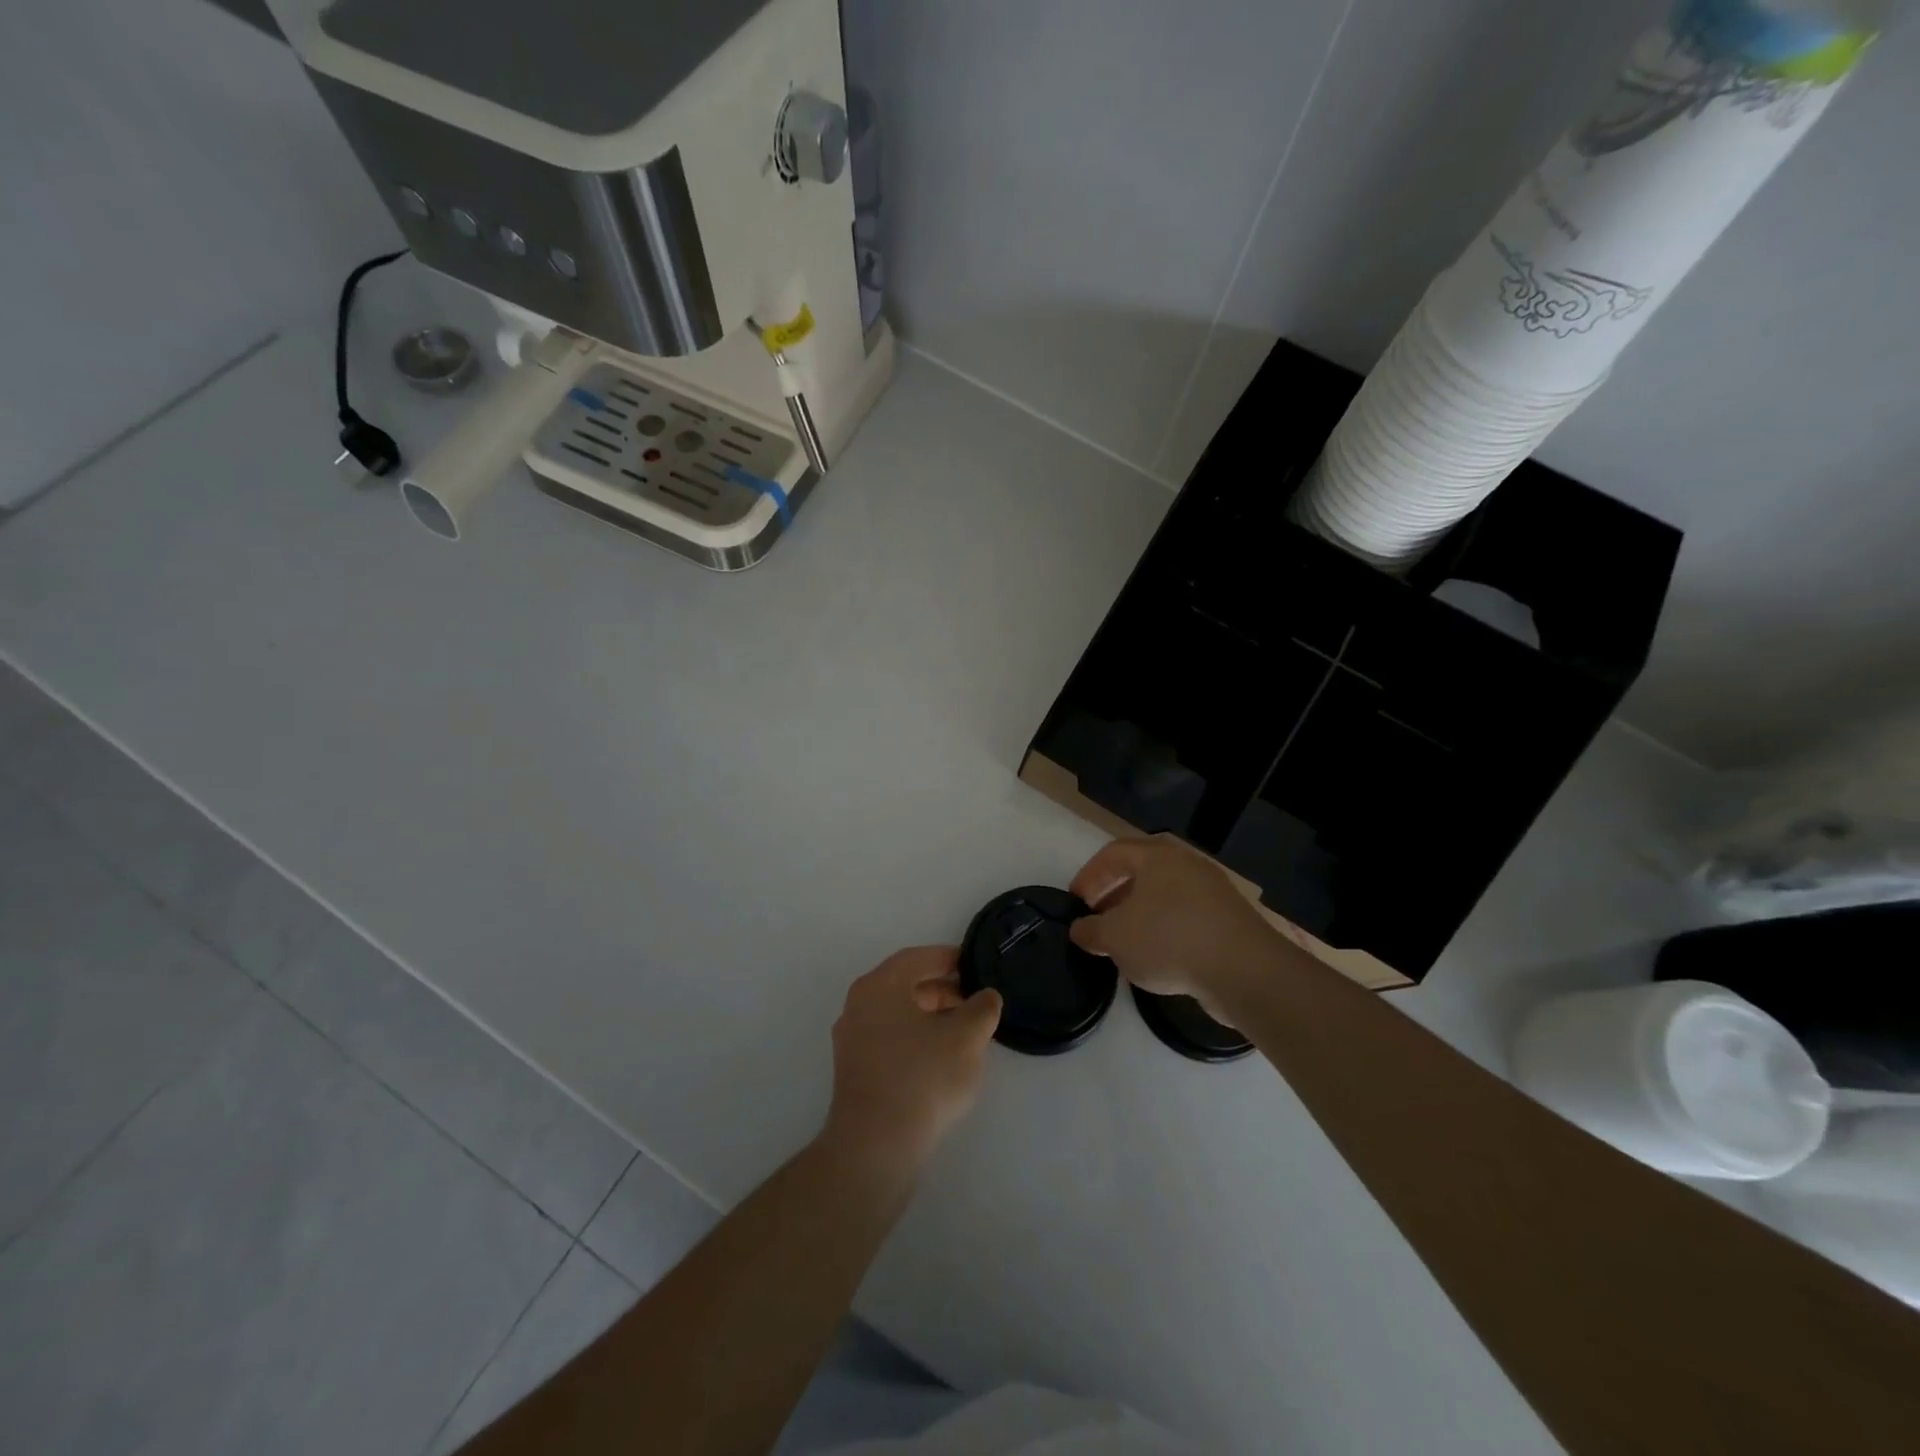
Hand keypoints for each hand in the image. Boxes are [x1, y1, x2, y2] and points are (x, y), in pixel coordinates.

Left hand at [824, 947, 1001, 1177]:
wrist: (876, 1146)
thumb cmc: (922, 1078)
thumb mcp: (966, 1038)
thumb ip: (981, 1009)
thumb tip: (986, 996)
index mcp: (880, 985)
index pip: (917, 958)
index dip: (949, 958)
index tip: (975, 966)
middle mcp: (858, 1004)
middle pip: (905, 985)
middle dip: (942, 989)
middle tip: (974, 1001)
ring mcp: (851, 1038)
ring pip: (897, 1013)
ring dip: (930, 1015)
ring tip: (964, 1031)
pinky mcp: (854, 1069)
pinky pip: (889, 1038)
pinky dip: (915, 1037)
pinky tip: (940, 1058)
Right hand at [1069, 837, 1279, 1013]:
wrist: (1244, 970)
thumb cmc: (1169, 939)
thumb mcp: (1115, 937)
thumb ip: (1090, 930)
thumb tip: (1080, 929)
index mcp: (1157, 857)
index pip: (1113, 853)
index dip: (1089, 875)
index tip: (1076, 901)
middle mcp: (1186, 865)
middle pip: (1141, 873)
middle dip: (1114, 895)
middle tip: (1098, 920)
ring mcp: (1212, 892)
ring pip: (1165, 897)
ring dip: (1140, 916)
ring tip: (1125, 944)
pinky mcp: (1229, 920)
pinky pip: (1187, 918)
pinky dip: (1166, 931)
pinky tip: (1158, 959)